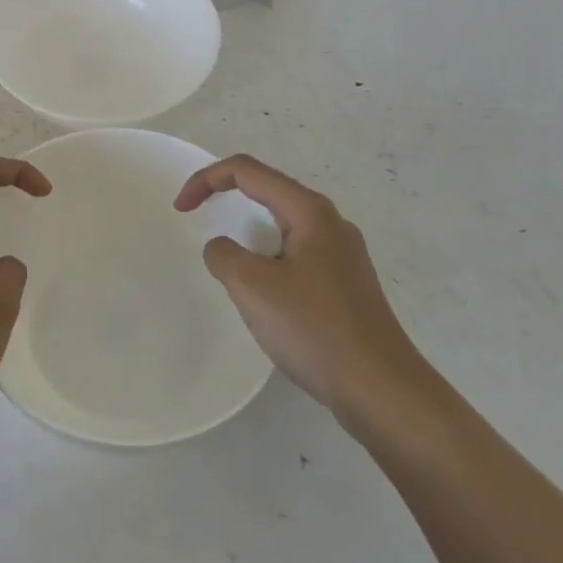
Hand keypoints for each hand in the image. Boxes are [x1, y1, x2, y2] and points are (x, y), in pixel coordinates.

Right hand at [173, 154, 436, 435]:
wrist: (383, 390)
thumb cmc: (315, 330)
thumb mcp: (253, 287)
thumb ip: (223, 255)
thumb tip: (222, 248)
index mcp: (309, 211)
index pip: (247, 171)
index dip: (206, 179)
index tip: (180, 208)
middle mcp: (330, 223)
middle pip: (268, 189)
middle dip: (226, 196)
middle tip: (195, 217)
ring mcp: (343, 254)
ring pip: (283, 223)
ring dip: (247, 229)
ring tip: (228, 259)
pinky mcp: (346, 284)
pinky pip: (296, 253)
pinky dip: (267, 256)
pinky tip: (265, 292)